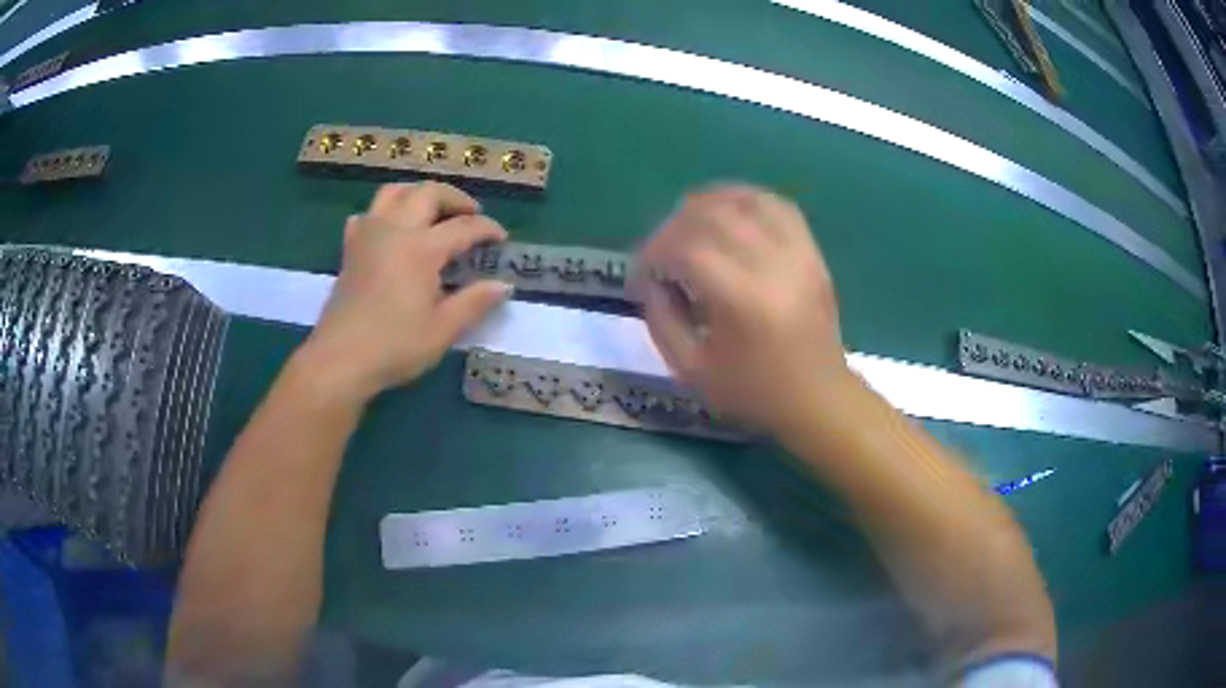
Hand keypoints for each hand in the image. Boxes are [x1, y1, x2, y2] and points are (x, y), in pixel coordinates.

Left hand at [299, 183, 511, 403]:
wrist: (340, 360)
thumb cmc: (395, 347)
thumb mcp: (443, 330)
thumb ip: (475, 302)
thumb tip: (503, 285)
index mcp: (421, 248)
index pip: (464, 227)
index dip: (488, 229)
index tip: (502, 239)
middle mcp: (394, 230)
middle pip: (428, 193)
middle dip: (456, 198)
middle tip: (471, 215)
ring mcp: (368, 235)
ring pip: (394, 192)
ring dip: (418, 194)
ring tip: (432, 211)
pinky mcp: (350, 249)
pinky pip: (367, 214)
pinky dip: (383, 213)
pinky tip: (390, 230)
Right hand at [632, 185, 852, 433]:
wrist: (817, 398)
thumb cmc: (753, 392)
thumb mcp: (691, 371)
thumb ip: (660, 319)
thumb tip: (650, 280)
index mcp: (741, 299)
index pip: (685, 247)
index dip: (653, 253)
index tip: (641, 275)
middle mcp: (771, 264)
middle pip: (711, 214)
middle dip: (673, 226)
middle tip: (660, 253)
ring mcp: (797, 252)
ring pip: (744, 200)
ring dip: (706, 204)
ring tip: (688, 225)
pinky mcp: (811, 251)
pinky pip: (777, 205)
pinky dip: (745, 200)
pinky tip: (727, 213)